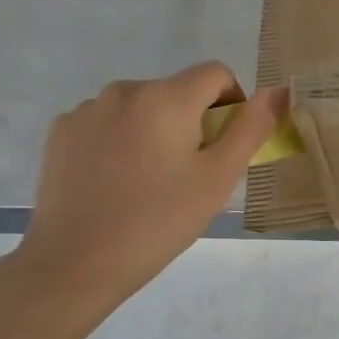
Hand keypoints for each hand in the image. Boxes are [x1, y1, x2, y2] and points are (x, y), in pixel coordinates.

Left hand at [12, 63, 287, 318]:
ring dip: (155, 129)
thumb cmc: (159, 221)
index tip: (225, 145)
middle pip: (177, 91)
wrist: (74, 264)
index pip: (216, 73)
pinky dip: (120, 140)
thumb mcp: (218, 178)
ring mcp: (86, 110)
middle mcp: (124, 90)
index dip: (232, 102)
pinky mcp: (60, 132)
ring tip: (148, 180)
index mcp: (167, 98)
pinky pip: (106, 122)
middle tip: (189, 173)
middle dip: (192, 121)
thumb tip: (278, 91)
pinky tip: (114, 181)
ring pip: (140, 107)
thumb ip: (251, 128)